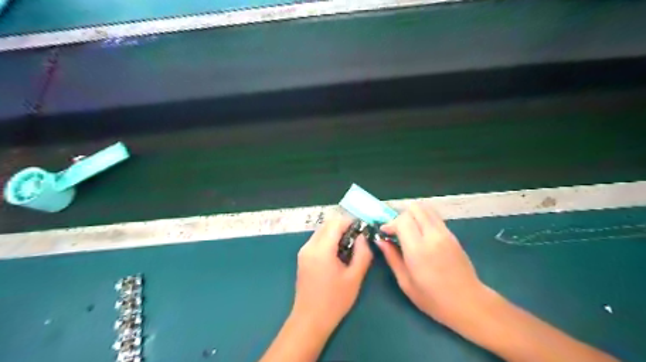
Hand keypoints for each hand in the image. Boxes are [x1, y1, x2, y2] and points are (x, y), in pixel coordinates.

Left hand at [290, 215, 370, 333]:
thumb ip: (362, 253)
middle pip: (327, 225)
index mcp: (321, 249)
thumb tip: (363, 237)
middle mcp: (309, 246)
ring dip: (336, 233)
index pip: (336, 223)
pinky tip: (338, 253)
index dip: (351, 222)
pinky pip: (317, 240)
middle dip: (343, 226)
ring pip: (321, 231)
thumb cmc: (334, 301)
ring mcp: (303, 252)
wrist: (310, 320)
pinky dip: (328, 240)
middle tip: (358, 238)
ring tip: (350, 246)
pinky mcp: (302, 258)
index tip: (363, 229)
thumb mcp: (354, 277)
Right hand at [376, 203, 486, 324]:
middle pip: (415, 208)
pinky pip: (435, 217)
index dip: (390, 223)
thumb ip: (392, 258)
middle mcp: (433, 236)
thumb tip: (380, 241)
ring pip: (426, 209)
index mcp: (418, 250)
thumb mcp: (405, 282)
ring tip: (409, 230)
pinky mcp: (453, 234)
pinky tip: (421, 234)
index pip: (402, 220)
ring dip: (414, 215)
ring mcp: (445, 233)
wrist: (469, 303)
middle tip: (397, 230)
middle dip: (401, 216)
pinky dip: (424, 219)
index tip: (385, 233)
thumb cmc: (433, 299)